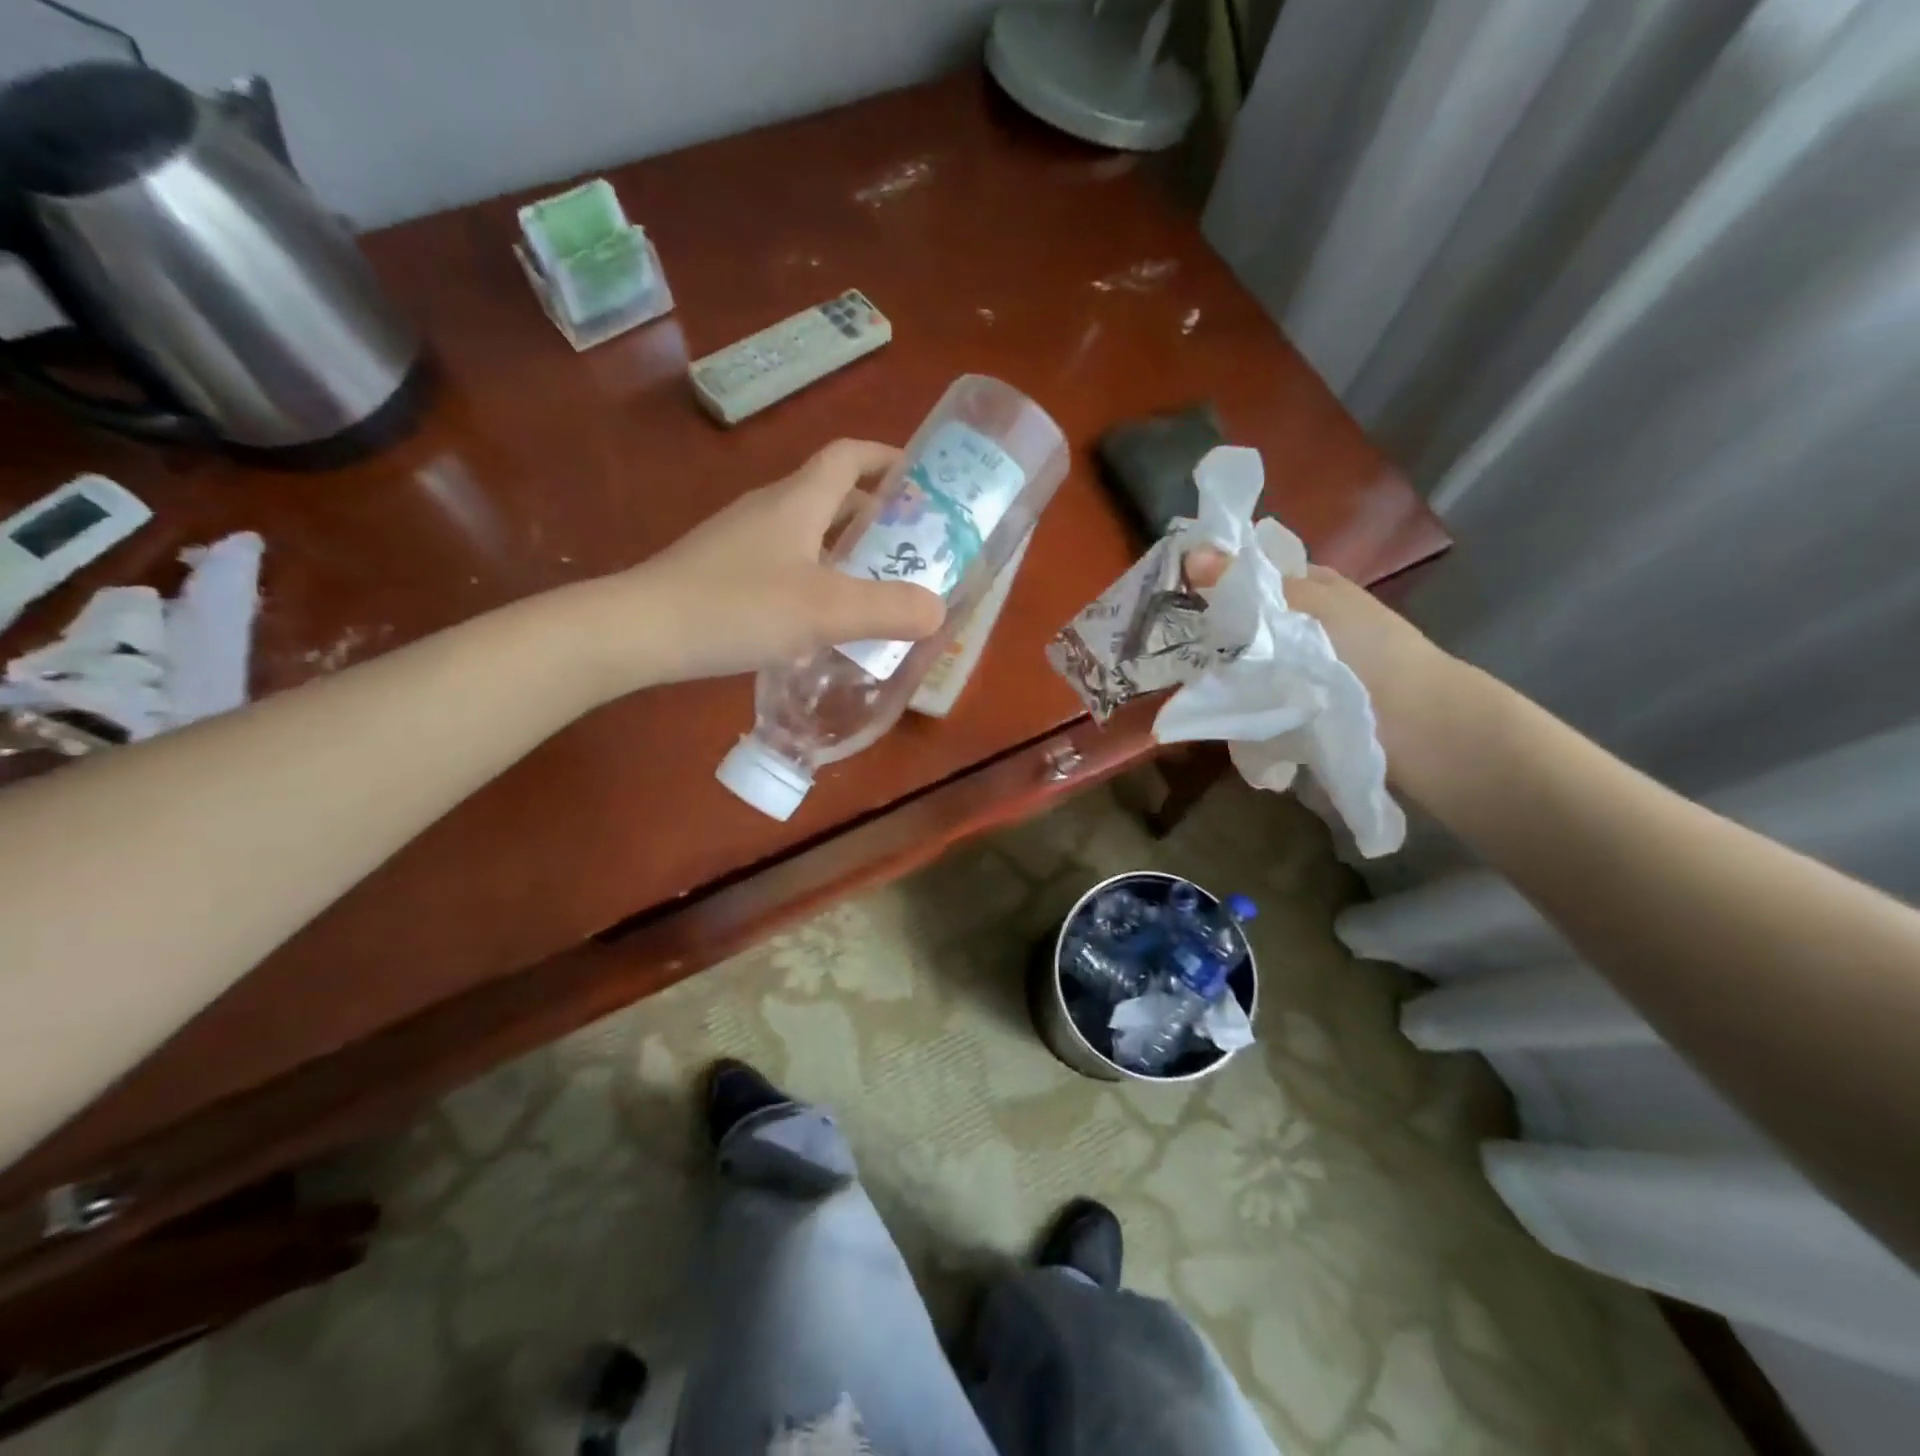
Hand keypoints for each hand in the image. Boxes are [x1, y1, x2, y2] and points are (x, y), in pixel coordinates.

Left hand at [615, 440, 946, 686]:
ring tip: (878, 587)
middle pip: (832, 496)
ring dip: (846, 551)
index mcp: (798, 500)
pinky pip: (786, 563)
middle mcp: (770, 509)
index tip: (923, 481)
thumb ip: (888, 609)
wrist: (640, 630)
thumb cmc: (738, 606)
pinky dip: (816, 578)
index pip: (849, 456)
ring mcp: (742, 540)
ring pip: (808, 533)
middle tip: (913, 549)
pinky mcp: (724, 572)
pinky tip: (823, 619)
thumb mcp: (826, 610)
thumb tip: (938, 609)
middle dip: (876, 515)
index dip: (888, 459)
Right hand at [1184, 548, 1464, 783]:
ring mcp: (1295, 667)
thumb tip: (1192, 551)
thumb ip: (1246, 582)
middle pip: (1242, 617)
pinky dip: (1233, 700)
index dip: (1214, 574)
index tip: (1173, 587)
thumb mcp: (1306, 604)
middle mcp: (1302, 622)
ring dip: (1219, 668)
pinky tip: (1210, 704)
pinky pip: (1250, 696)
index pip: (1251, 570)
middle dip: (1211, 627)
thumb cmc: (1367, 651)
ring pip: (1242, 659)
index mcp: (1310, 586)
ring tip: (1181, 676)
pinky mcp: (1290, 707)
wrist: (1416, 726)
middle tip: (1169, 637)